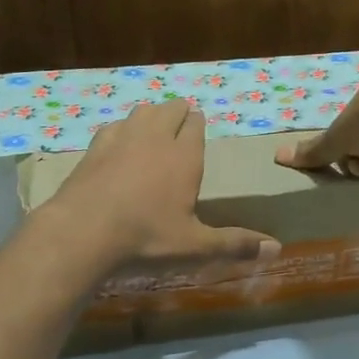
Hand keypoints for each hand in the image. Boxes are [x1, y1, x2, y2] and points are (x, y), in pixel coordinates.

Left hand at [43, 100, 278, 267]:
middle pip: (170, 110)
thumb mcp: (195, 246)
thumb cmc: (146, 238)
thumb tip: (277, 249)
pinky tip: (119, 144)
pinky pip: (114, 127)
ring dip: (151, 116)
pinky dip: (122, 130)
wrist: (81, 233)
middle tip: (181, 124)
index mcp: (184, 155)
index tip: (199, 126)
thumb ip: (235, 245)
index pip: (196, 125)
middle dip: (178, 113)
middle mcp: (154, 137)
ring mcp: (120, 138)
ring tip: (154, 128)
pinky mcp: (93, 149)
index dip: (198, 124)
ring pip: (141, 112)